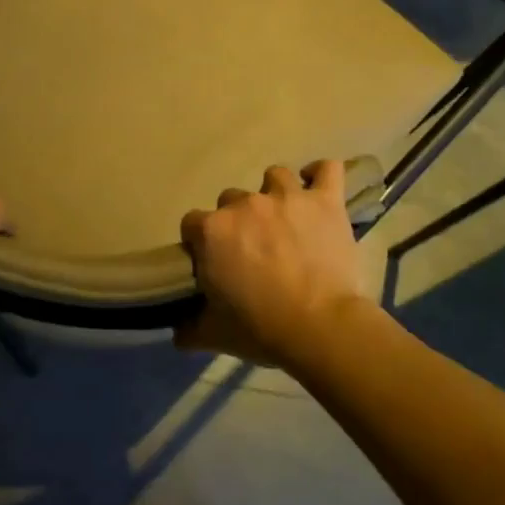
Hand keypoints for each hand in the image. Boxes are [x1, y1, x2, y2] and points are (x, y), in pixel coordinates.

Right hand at [176, 159, 366, 366]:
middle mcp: (244, 204)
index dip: (200, 241)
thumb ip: (190, 328)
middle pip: (231, 199)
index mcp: (212, 231)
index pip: (192, 223)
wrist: (320, 328)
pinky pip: (327, 170)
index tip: (212, 261)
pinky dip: (321, 175)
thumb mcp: (214, 335)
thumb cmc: (260, 329)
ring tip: (285, 219)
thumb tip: (177, 333)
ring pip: (274, 176)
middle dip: (238, 220)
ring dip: (275, 194)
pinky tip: (318, 187)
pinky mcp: (325, 201)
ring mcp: (287, 198)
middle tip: (253, 249)